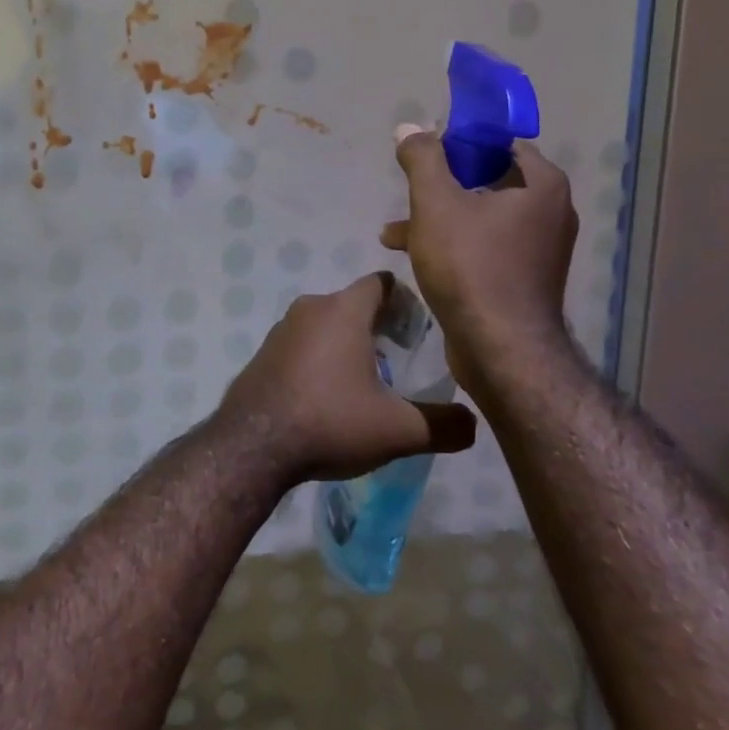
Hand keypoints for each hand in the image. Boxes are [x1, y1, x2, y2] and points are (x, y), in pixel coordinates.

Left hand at [216, 273, 476, 483]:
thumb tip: (474, 424)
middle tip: (400, 360)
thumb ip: (442, 425)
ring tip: (366, 382)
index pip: (381, 283)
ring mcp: (281, 329)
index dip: (405, 301)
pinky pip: (302, 344)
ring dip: (347, 344)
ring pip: (326, 324)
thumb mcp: (397, 430)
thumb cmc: (331, 422)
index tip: (419, 332)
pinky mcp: (264, 352)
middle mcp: (310, 307)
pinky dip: (320, 358)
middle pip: (353, 304)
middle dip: (378, 326)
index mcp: (343, 310)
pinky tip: (328, 395)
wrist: (254, 446)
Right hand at [379, 127, 577, 389]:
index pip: (501, 144)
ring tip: (394, 232)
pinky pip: (484, 247)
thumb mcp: (435, 203)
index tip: (427, 153)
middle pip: (488, 181)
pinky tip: (412, 257)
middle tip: (409, 191)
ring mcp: (539, 250)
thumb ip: (422, 159)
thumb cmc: (470, 265)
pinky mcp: (523, 280)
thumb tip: (409, 127)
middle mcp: (550, 213)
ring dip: (438, 219)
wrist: (499, 349)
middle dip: (442, 186)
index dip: (461, 142)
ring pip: (480, 218)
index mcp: (542, 186)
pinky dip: (452, 245)